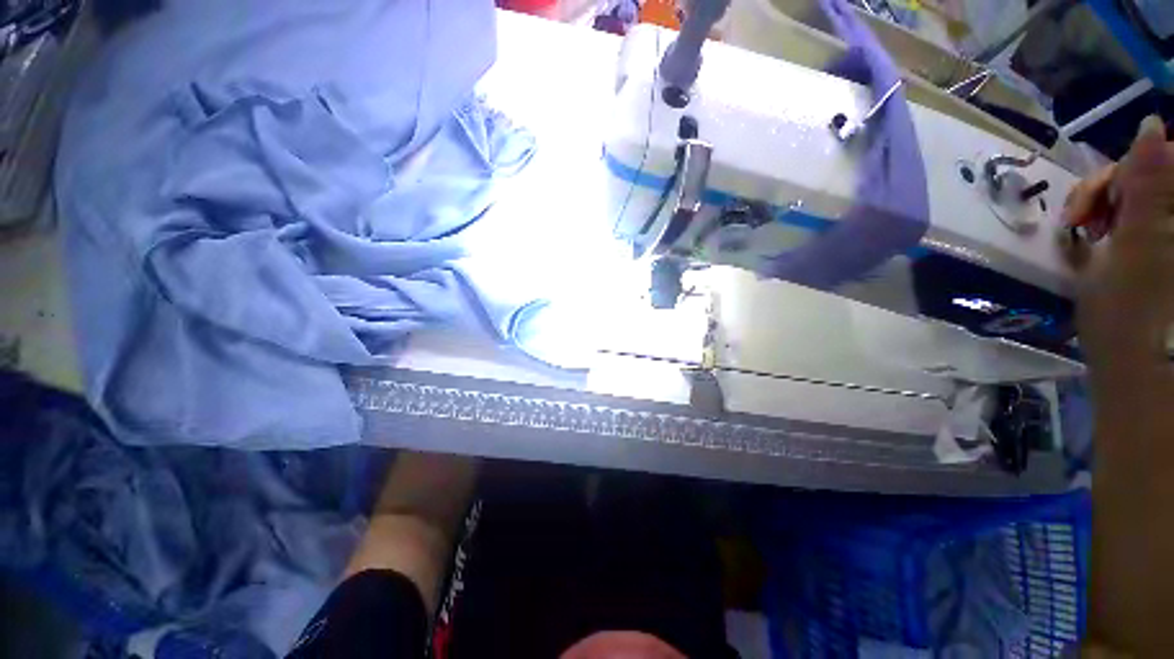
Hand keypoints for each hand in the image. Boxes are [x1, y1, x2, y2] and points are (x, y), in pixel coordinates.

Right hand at [1063, 115, 1173, 382]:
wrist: (1138, 369)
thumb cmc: (1131, 314)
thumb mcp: (1135, 247)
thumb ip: (1148, 184)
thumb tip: (1151, 126)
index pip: (1158, 157)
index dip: (1120, 173)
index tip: (1087, 210)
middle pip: (1149, 174)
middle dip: (1109, 192)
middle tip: (1081, 225)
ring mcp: (1166, 235)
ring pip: (1142, 195)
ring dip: (1109, 208)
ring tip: (1087, 235)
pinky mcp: (1159, 250)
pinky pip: (1140, 217)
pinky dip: (1116, 223)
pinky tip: (1101, 241)